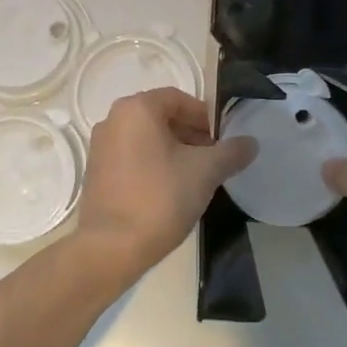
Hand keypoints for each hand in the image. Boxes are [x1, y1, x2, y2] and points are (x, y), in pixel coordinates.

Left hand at [75, 88, 255, 278]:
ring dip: (173, 151)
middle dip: (190, 135)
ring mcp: (100, 148)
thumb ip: (231, 152)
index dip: (205, 117)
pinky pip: (131, 158)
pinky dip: (153, 165)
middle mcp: (113, 120)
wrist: (111, 247)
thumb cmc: (160, 198)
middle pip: (161, 117)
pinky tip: (169, 192)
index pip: (178, 99)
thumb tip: (250, 143)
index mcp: (136, 109)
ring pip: (146, 139)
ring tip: (195, 178)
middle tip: (213, 160)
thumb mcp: (205, 172)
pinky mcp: (95, 174)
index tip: (222, 141)